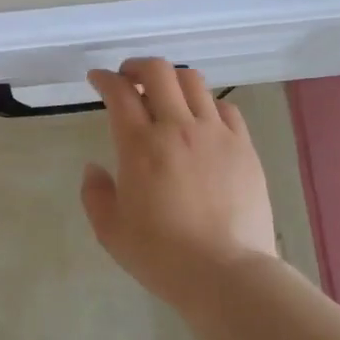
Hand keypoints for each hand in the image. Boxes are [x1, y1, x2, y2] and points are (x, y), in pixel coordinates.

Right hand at [80, 58, 276, 311]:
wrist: (227, 274)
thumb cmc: (162, 256)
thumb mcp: (111, 231)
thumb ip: (95, 194)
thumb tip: (95, 168)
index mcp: (140, 146)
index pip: (119, 92)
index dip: (104, 78)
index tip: (97, 79)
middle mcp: (178, 128)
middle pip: (159, 71)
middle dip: (137, 66)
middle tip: (128, 79)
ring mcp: (216, 134)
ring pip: (194, 82)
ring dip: (172, 80)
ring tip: (164, 95)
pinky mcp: (244, 147)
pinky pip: (225, 107)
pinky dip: (206, 104)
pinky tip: (201, 120)